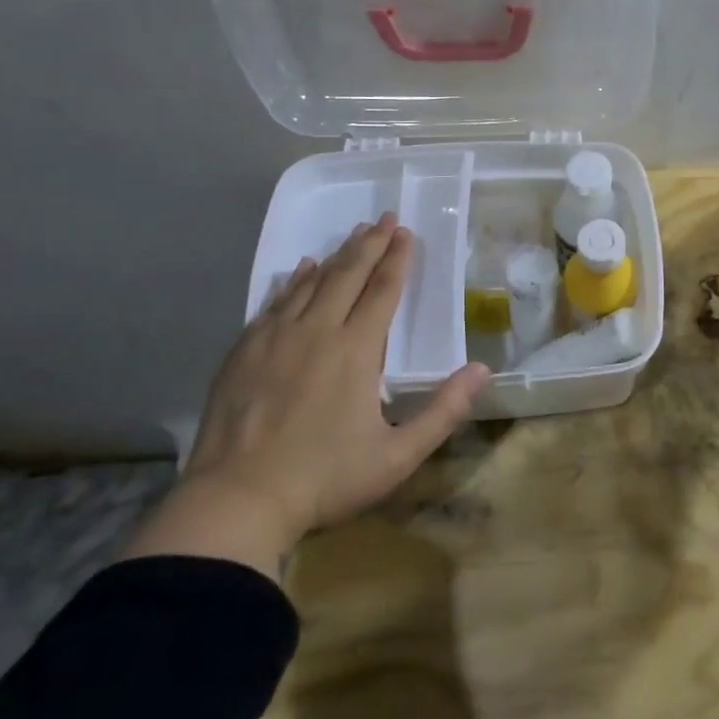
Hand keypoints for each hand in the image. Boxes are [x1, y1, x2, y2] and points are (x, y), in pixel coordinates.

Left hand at [123, 213, 489, 578]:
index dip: (398, 259)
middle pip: (348, 274)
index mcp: (357, 350)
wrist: (236, 500)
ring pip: (311, 282)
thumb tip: (483, 370)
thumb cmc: (324, 479)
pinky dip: (293, 281)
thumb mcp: (397, 456)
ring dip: (337, 255)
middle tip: (385, 218)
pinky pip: (275, 302)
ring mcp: (276, 337)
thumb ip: (444, 411)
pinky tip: (300, 270)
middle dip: (370, 243)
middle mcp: (317, 330)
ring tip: (353, 235)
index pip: (383, 290)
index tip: (406, 232)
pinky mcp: (244, 350)